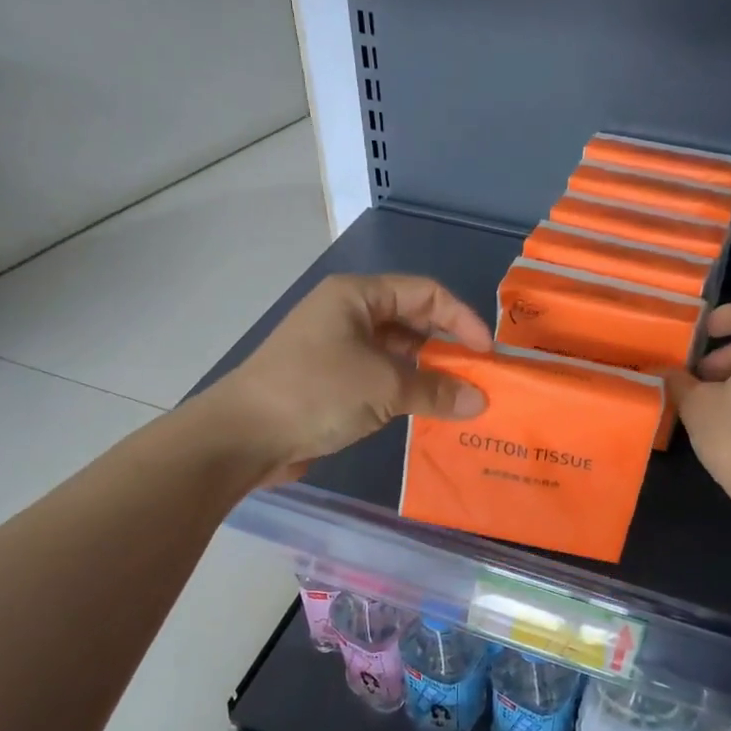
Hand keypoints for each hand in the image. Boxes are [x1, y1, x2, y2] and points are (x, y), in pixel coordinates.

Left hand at [206, 273, 491, 481]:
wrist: (243, 436)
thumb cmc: (315, 392)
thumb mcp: (383, 386)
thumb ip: (436, 390)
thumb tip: (479, 401)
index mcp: (357, 296)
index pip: (425, 294)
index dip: (461, 319)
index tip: (486, 355)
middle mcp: (348, 315)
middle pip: (413, 322)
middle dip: (447, 349)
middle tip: (478, 380)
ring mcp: (337, 350)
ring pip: (397, 354)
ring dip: (428, 375)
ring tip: (460, 401)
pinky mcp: (331, 383)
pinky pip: (380, 380)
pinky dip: (406, 393)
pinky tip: (427, 414)